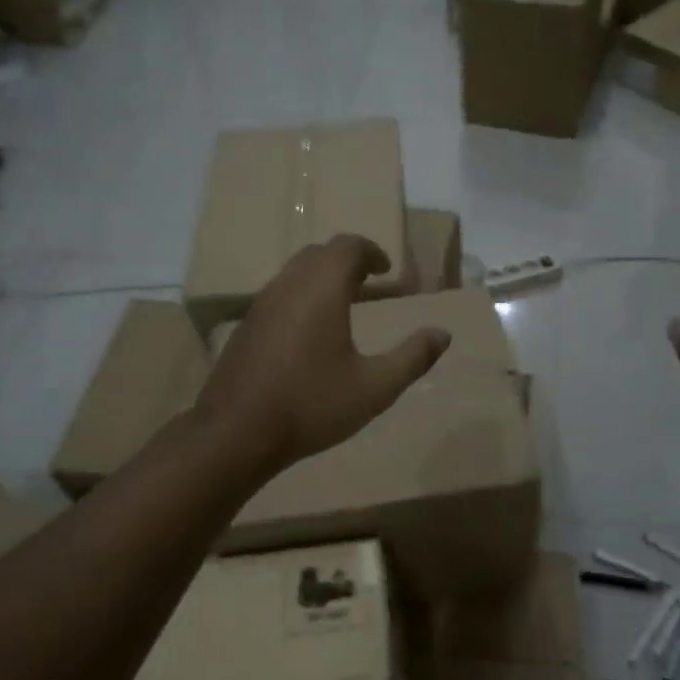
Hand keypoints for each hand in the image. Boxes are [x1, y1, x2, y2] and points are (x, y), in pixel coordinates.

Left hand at [195, 234, 451, 471]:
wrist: (236, 432)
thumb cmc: (312, 405)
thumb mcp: (374, 388)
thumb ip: (412, 358)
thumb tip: (443, 334)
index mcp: (322, 289)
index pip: (347, 247)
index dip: (371, 252)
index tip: (387, 270)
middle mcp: (288, 286)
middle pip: (319, 254)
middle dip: (346, 260)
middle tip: (368, 281)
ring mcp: (260, 305)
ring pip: (294, 272)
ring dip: (321, 277)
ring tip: (342, 304)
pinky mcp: (245, 327)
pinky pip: (278, 295)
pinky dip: (301, 296)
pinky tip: (309, 333)